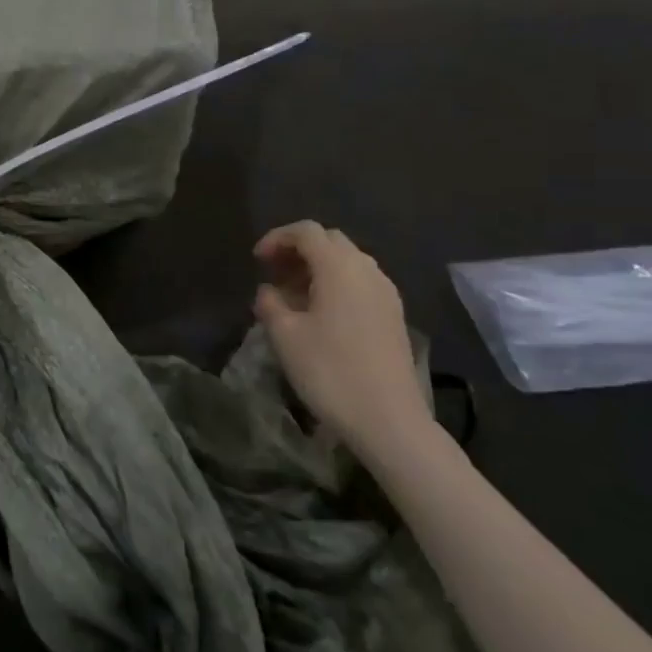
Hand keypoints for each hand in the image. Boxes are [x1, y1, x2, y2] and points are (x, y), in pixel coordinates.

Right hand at [254, 221, 432, 462]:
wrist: (389, 419)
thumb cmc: (329, 371)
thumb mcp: (284, 336)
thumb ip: (270, 303)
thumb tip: (269, 291)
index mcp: (339, 268)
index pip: (306, 231)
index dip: (277, 238)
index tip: (257, 261)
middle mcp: (367, 271)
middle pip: (330, 241)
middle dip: (298, 250)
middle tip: (273, 273)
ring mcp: (386, 293)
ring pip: (348, 262)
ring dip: (317, 268)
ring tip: (293, 295)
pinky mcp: (394, 316)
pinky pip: (360, 283)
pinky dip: (336, 285)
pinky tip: (320, 314)